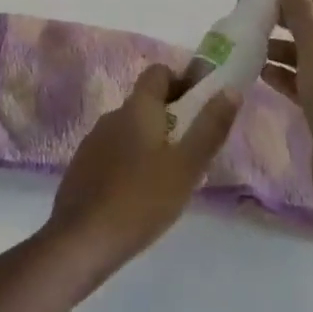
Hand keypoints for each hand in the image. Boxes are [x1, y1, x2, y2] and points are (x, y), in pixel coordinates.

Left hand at [44, 65, 238, 285]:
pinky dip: (133, 158)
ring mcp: (94, 140)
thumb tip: (230, 89)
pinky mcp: (84, 164)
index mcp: (136, 108)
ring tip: (173, 172)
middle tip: (195, 146)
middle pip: (145, 101)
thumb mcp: (186, 167)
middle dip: (172, 114)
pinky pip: (115, 150)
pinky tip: (143, 191)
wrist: (82, 238)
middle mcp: (112, 115)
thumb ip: (209, 128)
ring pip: (131, 127)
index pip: (158, 73)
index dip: (182, 80)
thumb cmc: (141, 199)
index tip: (202, 104)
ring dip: (153, 138)